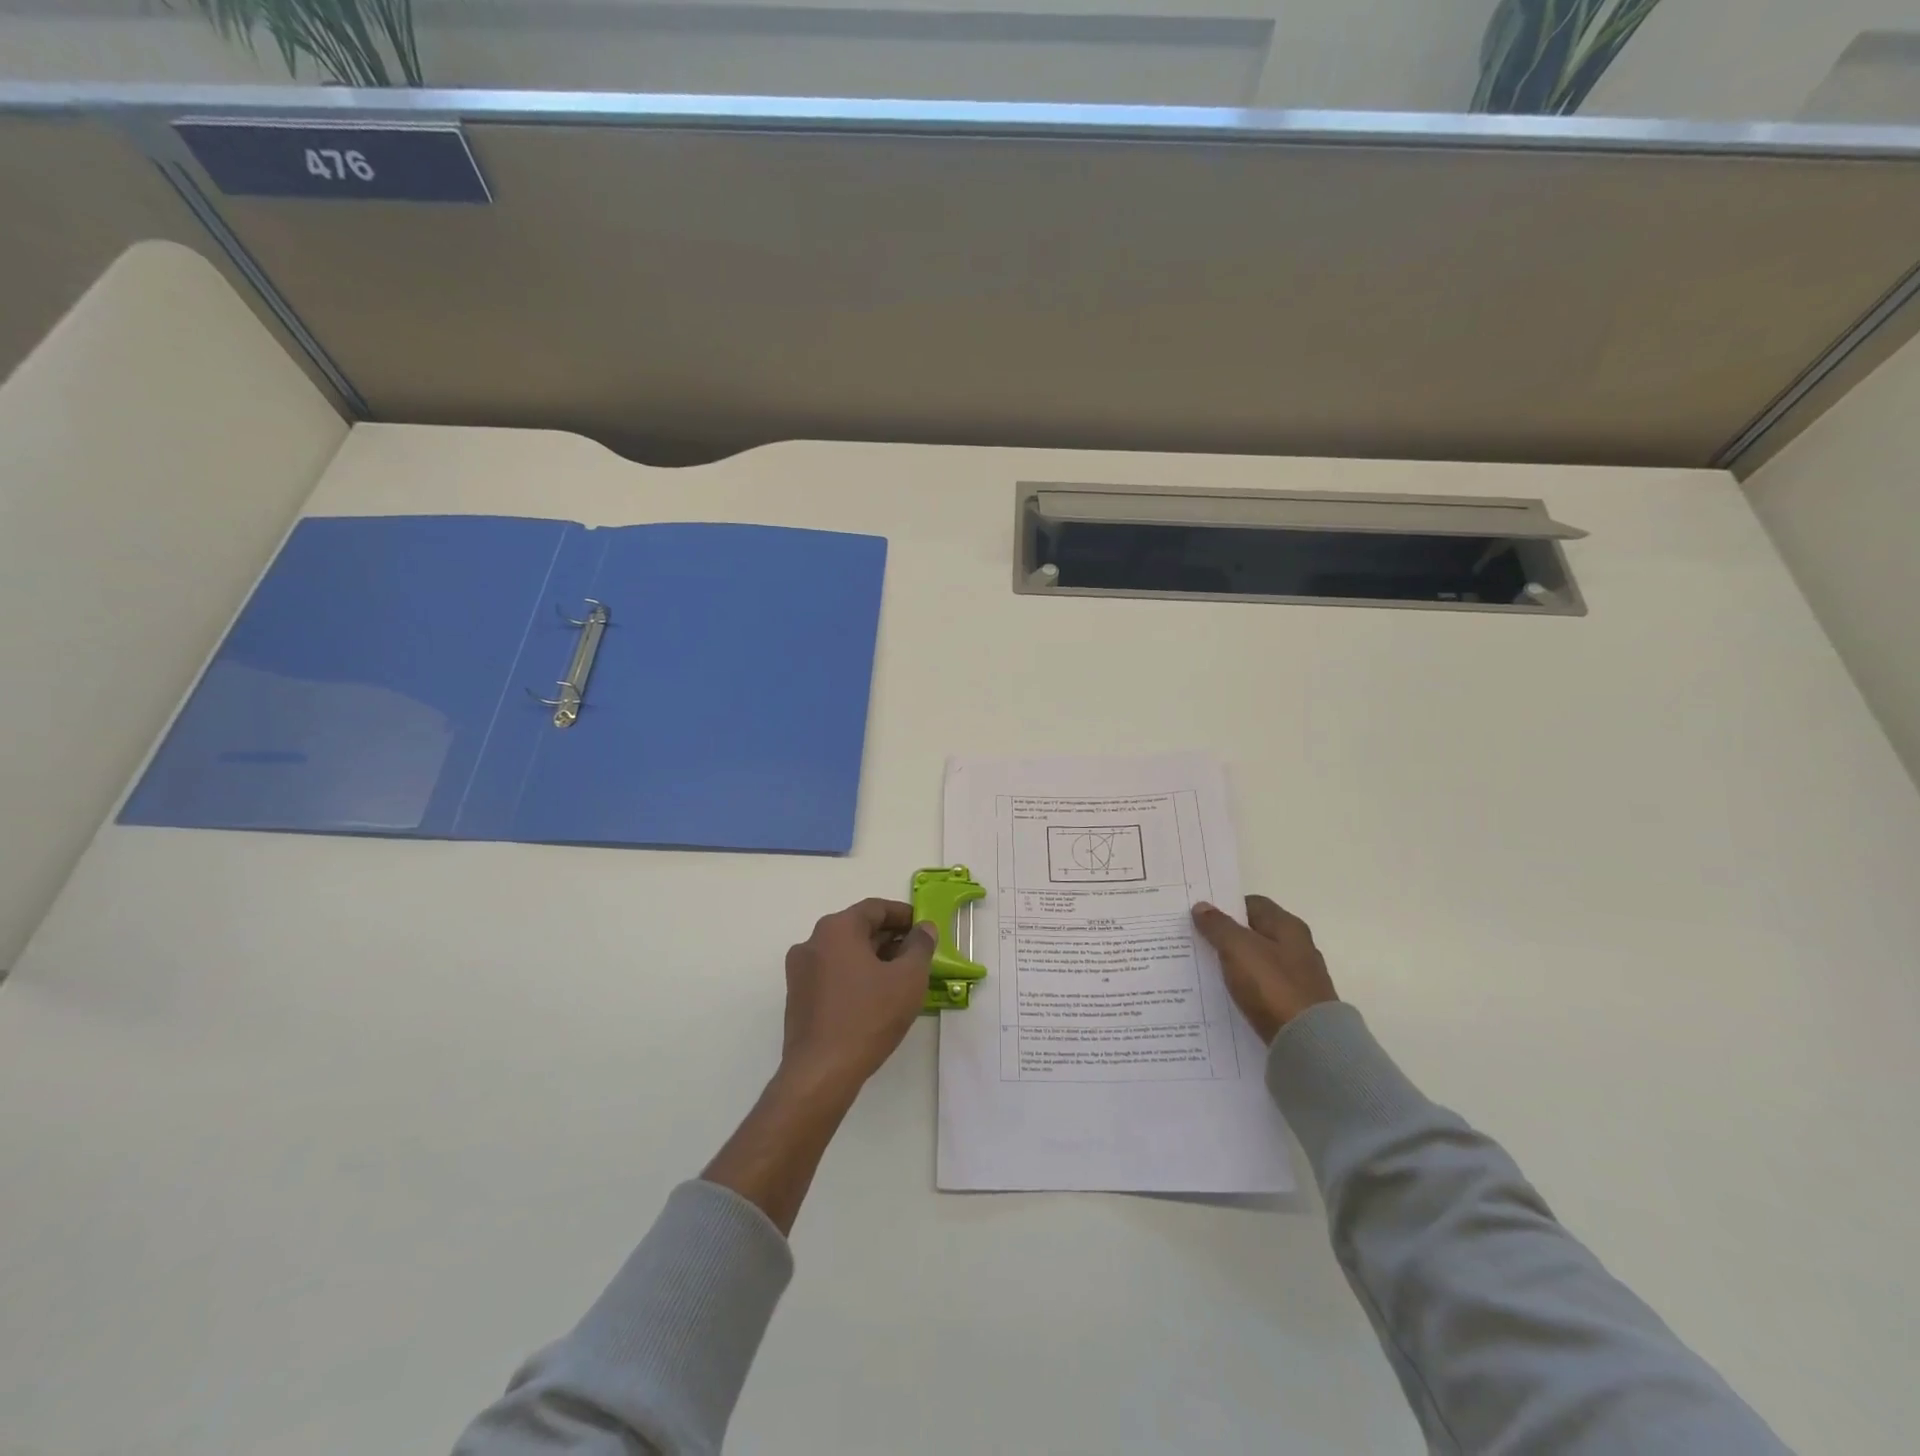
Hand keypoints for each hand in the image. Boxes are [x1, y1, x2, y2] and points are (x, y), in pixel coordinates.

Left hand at [779, 898, 936, 1097]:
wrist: (821, 1072)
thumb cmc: (868, 1017)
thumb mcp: (908, 978)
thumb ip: (920, 946)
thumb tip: (924, 928)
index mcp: (837, 928)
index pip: (875, 908)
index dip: (904, 915)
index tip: (924, 928)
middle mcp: (813, 941)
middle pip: (858, 928)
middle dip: (889, 938)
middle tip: (916, 954)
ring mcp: (800, 970)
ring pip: (844, 952)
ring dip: (872, 958)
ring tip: (899, 977)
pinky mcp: (797, 997)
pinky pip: (832, 974)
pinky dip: (854, 976)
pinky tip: (874, 997)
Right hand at [1192, 895, 1338, 1043]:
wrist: (1309, 1044)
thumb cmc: (1272, 986)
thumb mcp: (1238, 949)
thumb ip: (1218, 926)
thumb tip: (1201, 906)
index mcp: (1288, 927)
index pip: (1254, 904)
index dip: (1227, 906)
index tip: (1201, 915)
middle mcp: (1298, 948)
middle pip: (1257, 933)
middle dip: (1228, 936)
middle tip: (1196, 941)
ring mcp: (1299, 979)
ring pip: (1259, 962)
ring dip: (1236, 963)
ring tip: (1205, 969)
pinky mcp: (1295, 1006)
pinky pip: (1263, 988)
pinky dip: (1245, 988)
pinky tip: (1227, 995)